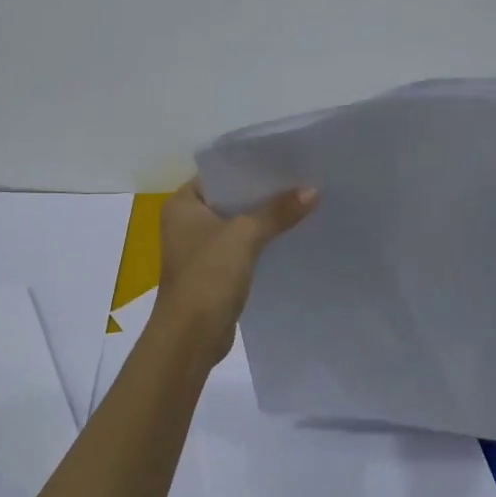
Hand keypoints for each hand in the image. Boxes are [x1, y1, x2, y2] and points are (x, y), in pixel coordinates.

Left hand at [153, 178, 317, 361]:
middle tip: (302, 179)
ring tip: (304, 202)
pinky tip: (291, 235)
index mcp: (183, 204)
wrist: (191, 336)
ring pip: (239, 224)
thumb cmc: (207, 276)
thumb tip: (313, 189)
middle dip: (264, 193)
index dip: (251, 167)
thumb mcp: (244, 236)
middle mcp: (187, 222)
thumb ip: (277, 211)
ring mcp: (200, 248)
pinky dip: (262, 242)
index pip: (219, 173)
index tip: (285, 159)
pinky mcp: (214, 271)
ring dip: (265, 219)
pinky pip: (242, 248)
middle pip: (231, 198)